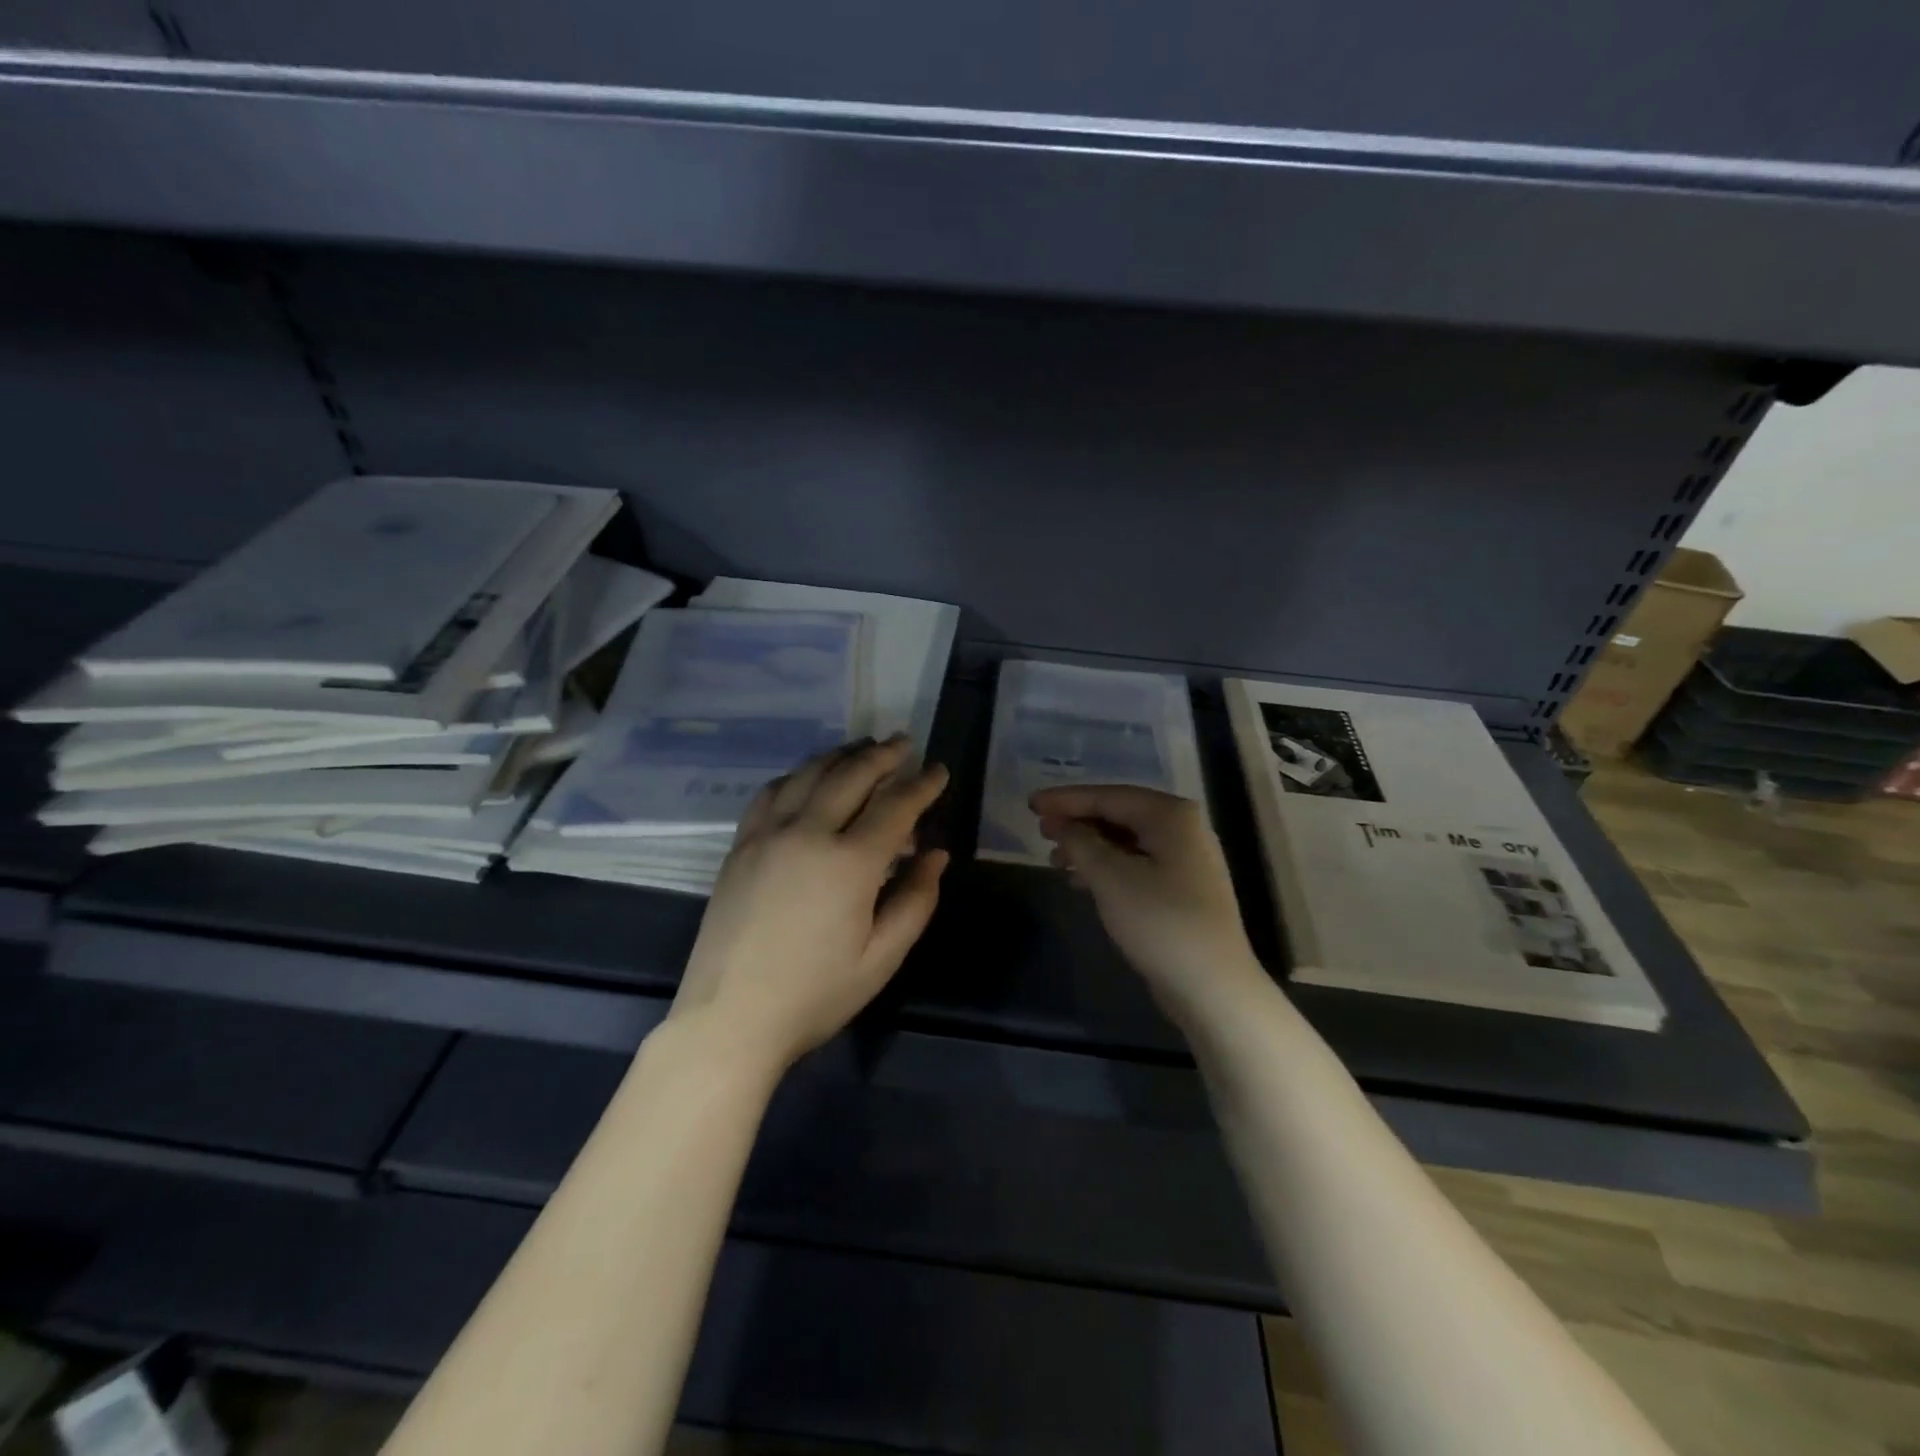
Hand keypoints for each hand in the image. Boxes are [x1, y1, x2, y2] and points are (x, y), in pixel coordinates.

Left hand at [670, 736, 950, 1074]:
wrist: (730, 1018)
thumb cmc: (815, 994)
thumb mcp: (882, 957)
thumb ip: (916, 900)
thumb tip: (936, 854)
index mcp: (849, 863)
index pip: (896, 806)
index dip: (922, 785)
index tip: (939, 770)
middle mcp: (808, 833)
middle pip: (851, 775)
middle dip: (883, 755)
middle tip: (903, 743)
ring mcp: (768, 835)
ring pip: (808, 774)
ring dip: (840, 755)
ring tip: (862, 747)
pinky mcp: (741, 846)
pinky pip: (771, 793)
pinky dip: (797, 775)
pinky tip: (807, 778)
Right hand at [1032, 784, 1263, 1024]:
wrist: (1212, 987)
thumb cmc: (1160, 922)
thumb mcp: (1110, 878)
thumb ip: (1081, 843)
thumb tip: (1063, 825)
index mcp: (1171, 815)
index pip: (1108, 796)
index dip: (1066, 799)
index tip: (1032, 804)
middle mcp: (1183, 828)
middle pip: (1119, 814)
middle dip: (1077, 822)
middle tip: (1040, 831)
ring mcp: (1186, 859)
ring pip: (1126, 841)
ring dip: (1088, 847)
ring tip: (1055, 861)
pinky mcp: (1182, 888)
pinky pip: (1136, 863)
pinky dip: (1107, 867)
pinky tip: (1081, 882)